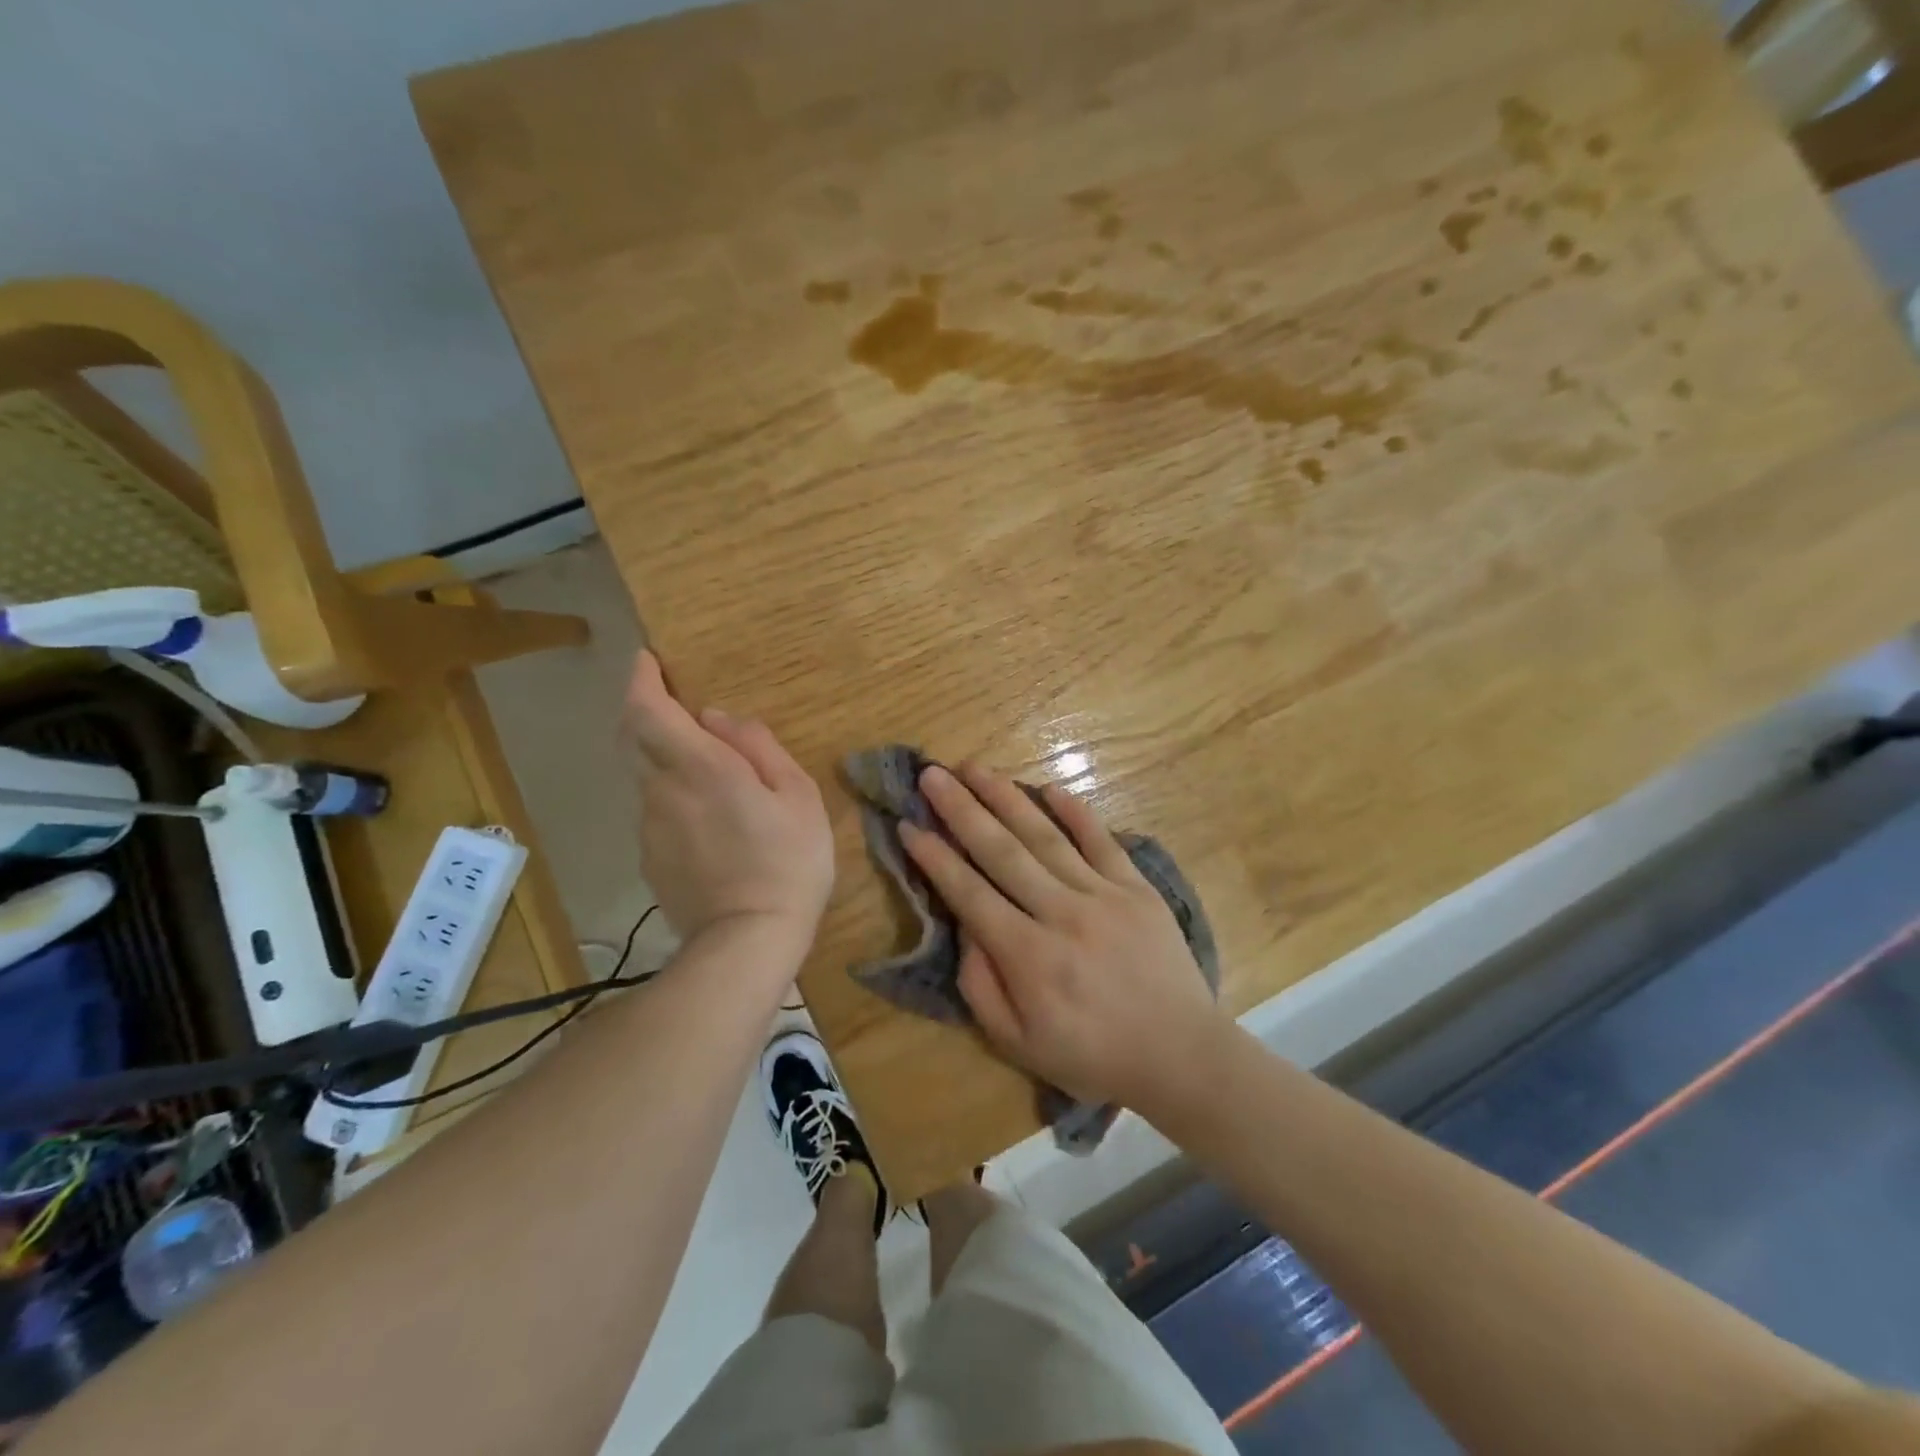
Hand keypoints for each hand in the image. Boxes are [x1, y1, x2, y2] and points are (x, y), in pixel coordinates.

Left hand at [623, 651, 833, 947]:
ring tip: (715, 781)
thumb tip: (719, 720)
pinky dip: (674, 800)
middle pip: (636, 738)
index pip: (648, 709)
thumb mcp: (798, 796)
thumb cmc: (788, 861)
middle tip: (682, 712)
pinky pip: (657, 813)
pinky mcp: (649, 859)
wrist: (747, 942)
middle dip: (649, 715)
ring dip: (669, 763)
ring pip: (649, 778)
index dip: (641, 679)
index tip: (648, 660)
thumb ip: (758, 748)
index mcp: (700, 766)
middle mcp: (662, 790)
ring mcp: (649, 828)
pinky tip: (710, 825)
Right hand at [900, 763, 1225, 1113]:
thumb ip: (981, 985)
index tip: (909, 825)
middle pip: (1002, 851)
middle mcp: (1062, 914)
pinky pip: (1102, 840)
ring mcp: (1104, 895)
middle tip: (932, 774)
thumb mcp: (1018, 1044)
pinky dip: (1076, 812)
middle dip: (961, 810)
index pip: (970, 894)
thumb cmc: (1092, 1056)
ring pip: (1045, 836)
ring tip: (975, 768)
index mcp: (1029, 957)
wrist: (1181, 1055)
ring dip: (1007, 798)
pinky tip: (1049, 787)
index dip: (936, 858)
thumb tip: (965, 926)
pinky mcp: (1138, 887)